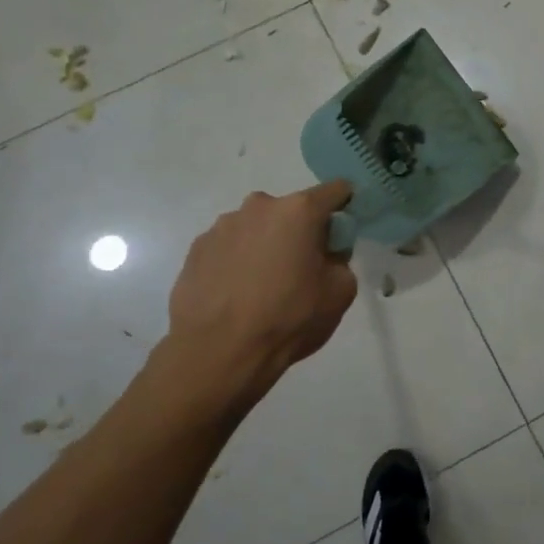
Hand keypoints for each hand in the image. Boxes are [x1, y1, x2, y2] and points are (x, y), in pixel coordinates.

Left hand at [165, 181, 358, 388]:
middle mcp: (259, 206)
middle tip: (302, 269)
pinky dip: (238, 261)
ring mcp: (222, 226)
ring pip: (258, 228)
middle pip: (292, 210)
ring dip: (266, 245)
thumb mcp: (340, 292)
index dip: (346, 206)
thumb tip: (326, 255)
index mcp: (299, 211)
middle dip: (301, 231)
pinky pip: (230, 247)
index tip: (345, 230)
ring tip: (263, 287)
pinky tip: (237, 294)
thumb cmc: (289, 318)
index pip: (335, 191)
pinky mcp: (197, 248)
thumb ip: (341, 261)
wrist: (218, 352)